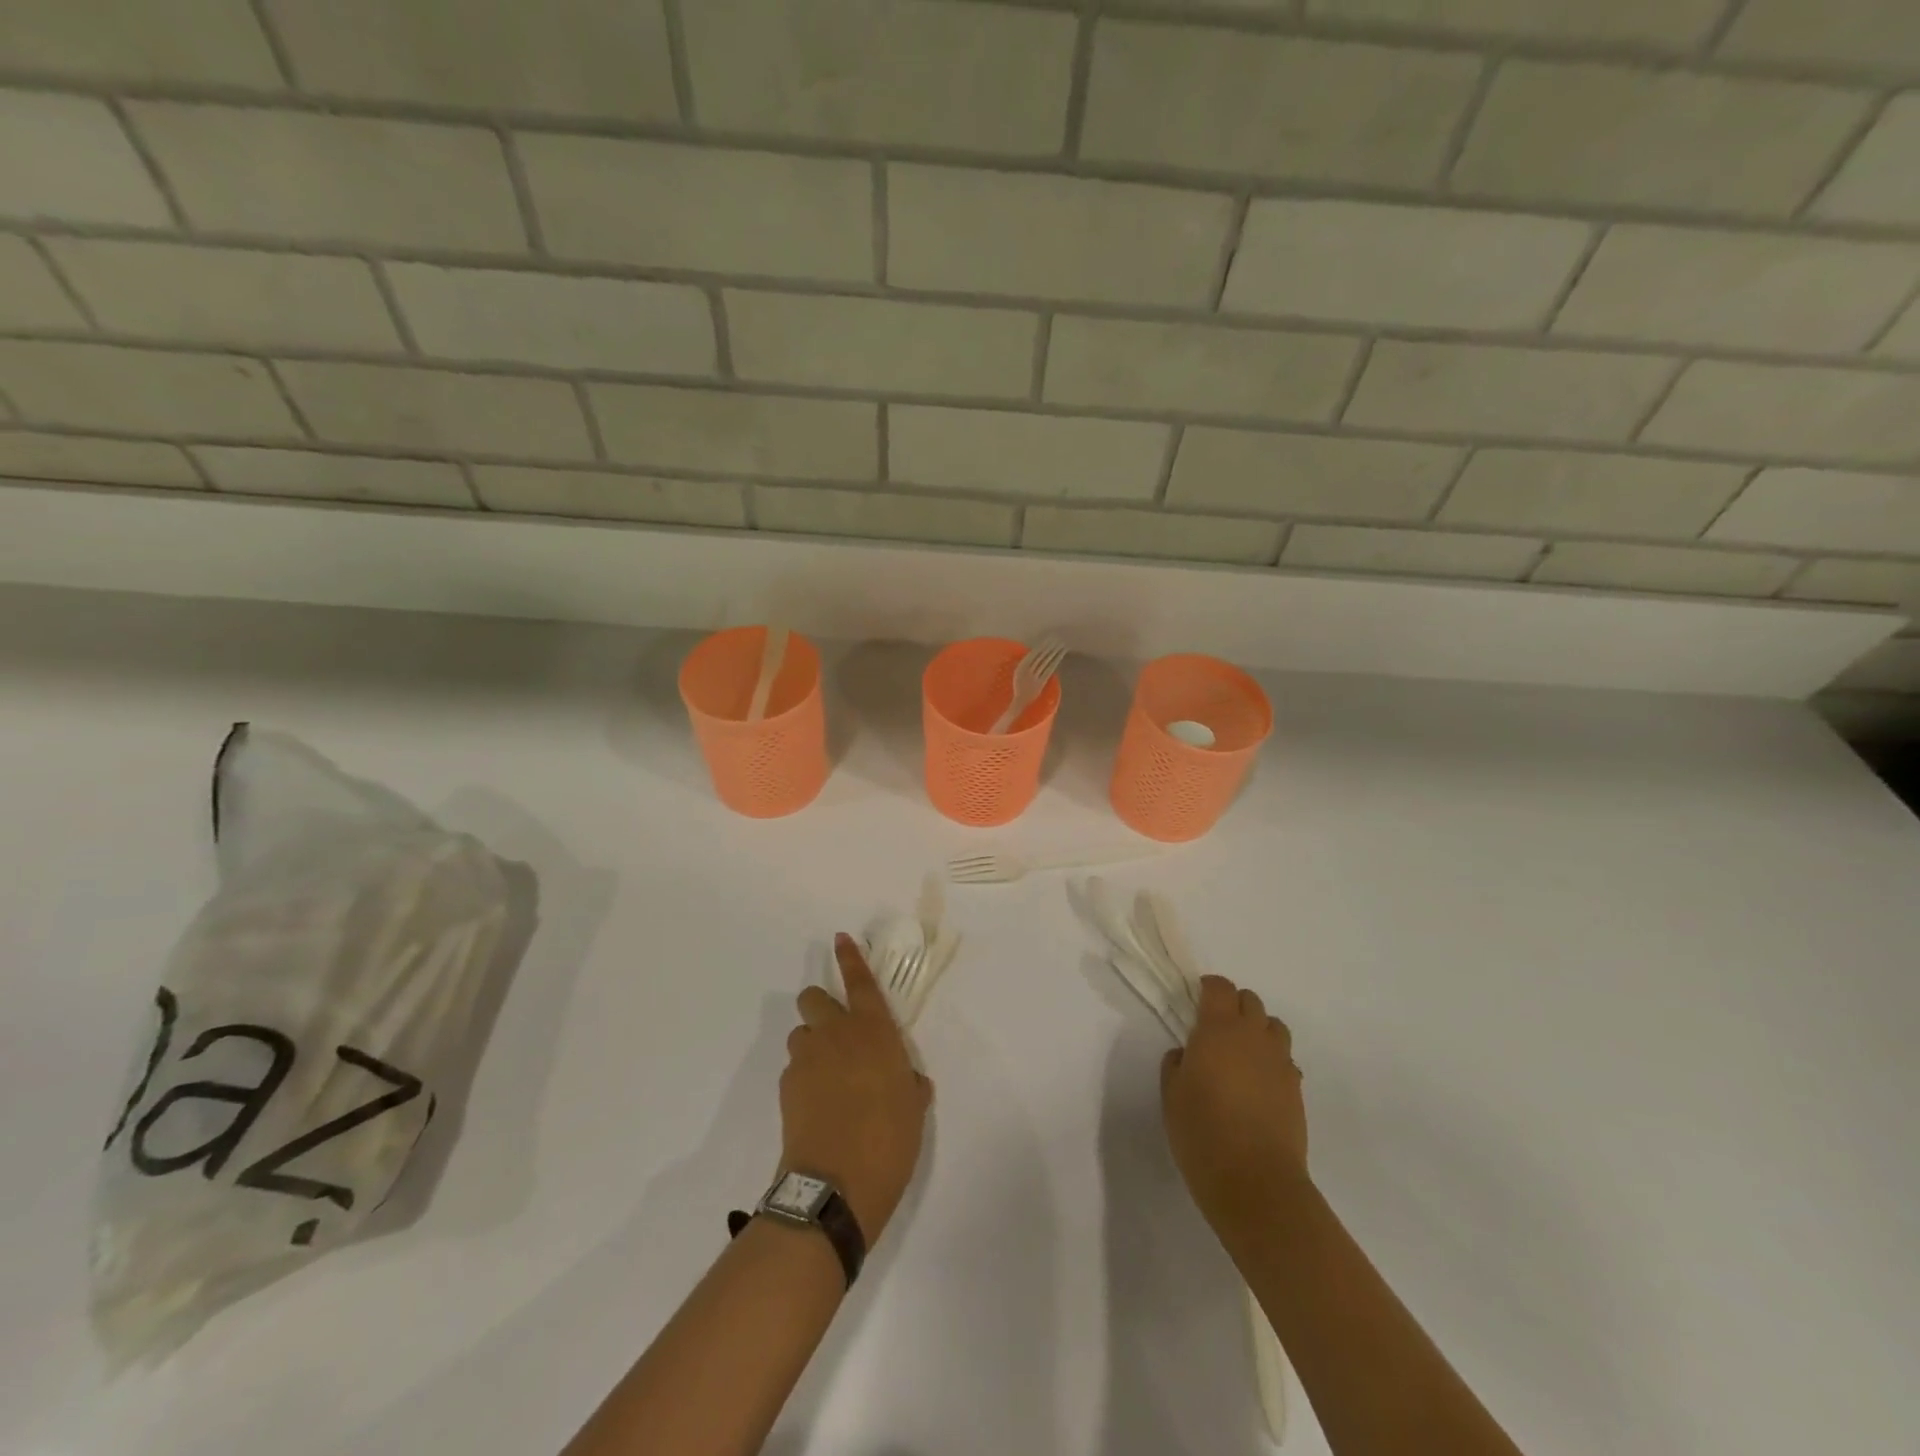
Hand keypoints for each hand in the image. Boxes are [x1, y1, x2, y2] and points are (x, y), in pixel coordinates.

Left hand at [779, 934, 931, 1242]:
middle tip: (835, 1033)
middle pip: (813, 997)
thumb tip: (907, 1080)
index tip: (840, 937)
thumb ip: (909, 1082)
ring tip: (826, 1076)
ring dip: (811, 1044)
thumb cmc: (889, 1139)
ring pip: (800, 1033)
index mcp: (874, 1031)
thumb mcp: (913, 1108)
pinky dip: (803, 1077)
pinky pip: (793, 1068)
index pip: (860, 982)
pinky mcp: (786, 1086)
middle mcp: (837, 1034)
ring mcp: (807, 1059)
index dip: (850, 957)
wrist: (836, 1185)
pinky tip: (816, 1106)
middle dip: (820, 1006)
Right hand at [1161, 975, 1308, 1233]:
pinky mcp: (1296, 1090)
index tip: (1197, 999)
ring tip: (1241, 1054)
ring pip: (1274, 1027)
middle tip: (1216, 1028)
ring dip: (1257, 1030)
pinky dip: (1272, 1061)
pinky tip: (1258, 1085)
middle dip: (1234, 1005)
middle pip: (1250, 1001)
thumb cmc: (1202, 1132)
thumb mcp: (1171, 1095)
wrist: (1255, 1182)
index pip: (1219, 987)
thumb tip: (1187, 1054)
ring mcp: (1280, 1062)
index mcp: (1218, 1029)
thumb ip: (1176, 1064)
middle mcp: (1253, 1036)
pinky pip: (1285, 1060)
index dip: (1208, 987)